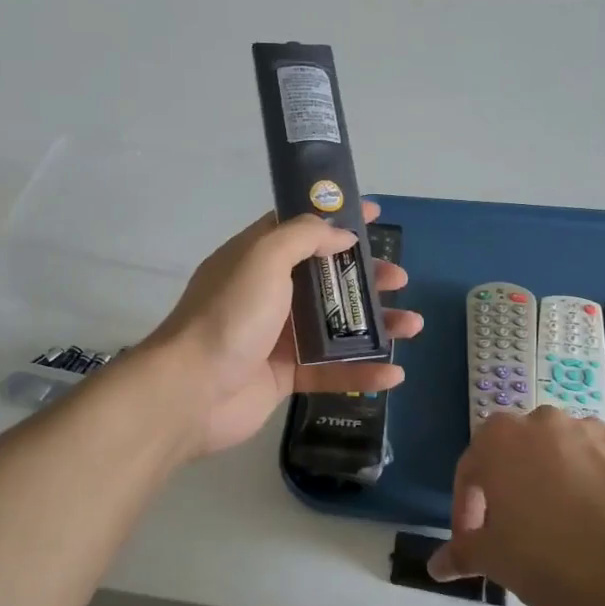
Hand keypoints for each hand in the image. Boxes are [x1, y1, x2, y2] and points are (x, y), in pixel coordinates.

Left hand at [144, 201, 422, 458]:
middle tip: (398, 280)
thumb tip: (342, 233)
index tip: (374, 214)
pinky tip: (394, 375)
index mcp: (257, 259)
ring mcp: (277, 337)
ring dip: (375, 325)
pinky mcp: (285, 377)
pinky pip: (331, 371)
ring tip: (412, 325)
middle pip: (327, 279)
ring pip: (336, 326)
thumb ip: (303, 237)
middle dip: (365, 277)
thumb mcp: (263, 258)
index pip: (301, 229)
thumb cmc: (230, 315)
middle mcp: (268, 294)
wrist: (192, 390)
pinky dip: (362, 372)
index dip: (337, 219)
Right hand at [429, 408, 604, 605]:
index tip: (474, 544)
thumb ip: (463, 553)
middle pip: (521, 454)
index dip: (468, 510)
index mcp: (499, 439)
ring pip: (568, 454)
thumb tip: (437, 565)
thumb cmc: (551, 559)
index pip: (470, 471)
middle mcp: (544, 420)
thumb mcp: (495, 561)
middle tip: (524, 534)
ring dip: (563, 482)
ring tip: (575, 529)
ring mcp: (595, 427)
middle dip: (518, 488)